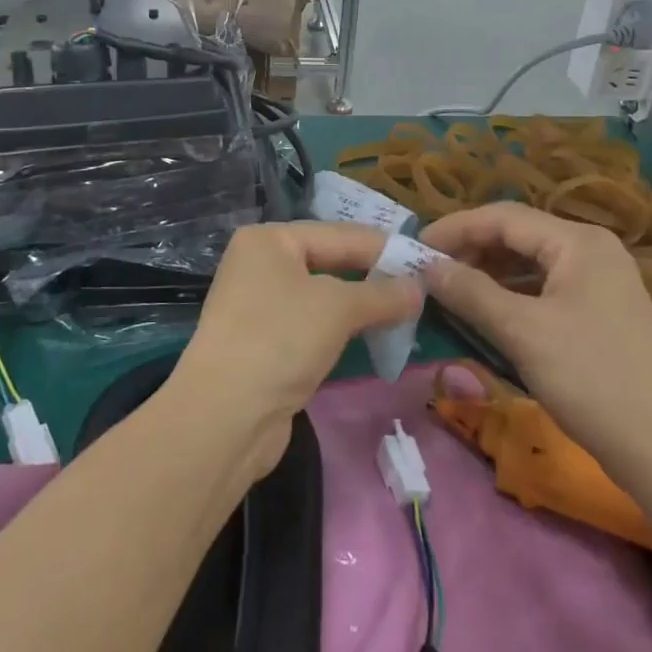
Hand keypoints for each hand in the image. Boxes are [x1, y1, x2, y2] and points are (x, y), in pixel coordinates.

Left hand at [167, 222, 420, 477]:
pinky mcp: (263, 344)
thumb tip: (419, 287)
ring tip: (405, 312)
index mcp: (270, 240)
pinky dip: (341, 329)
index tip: (426, 260)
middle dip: (374, 276)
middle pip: (330, 262)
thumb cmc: (281, 339)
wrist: (224, 417)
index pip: (340, 234)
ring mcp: (259, 305)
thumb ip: (383, 294)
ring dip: (361, 305)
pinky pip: (312, 325)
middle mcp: (260, 264)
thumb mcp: (339, 307)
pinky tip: (371, 336)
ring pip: (323, 296)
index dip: (385, 248)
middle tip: (421, 286)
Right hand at [419, 203, 651, 472]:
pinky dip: (512, 296)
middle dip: (471, 251)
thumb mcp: (522, 332)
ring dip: (489, 274)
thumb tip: (426, 267)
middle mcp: (592, 250)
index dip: (455, 229)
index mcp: (578, 241)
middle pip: (518, 235)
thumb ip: (471, 292)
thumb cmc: (590, 379)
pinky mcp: (601, 312)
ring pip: (531, 264)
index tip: (414, 249)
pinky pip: (545, 289)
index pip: (504, 217)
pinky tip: (488, 314)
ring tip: (450, 292)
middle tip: (428, 274)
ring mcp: (601, 281)